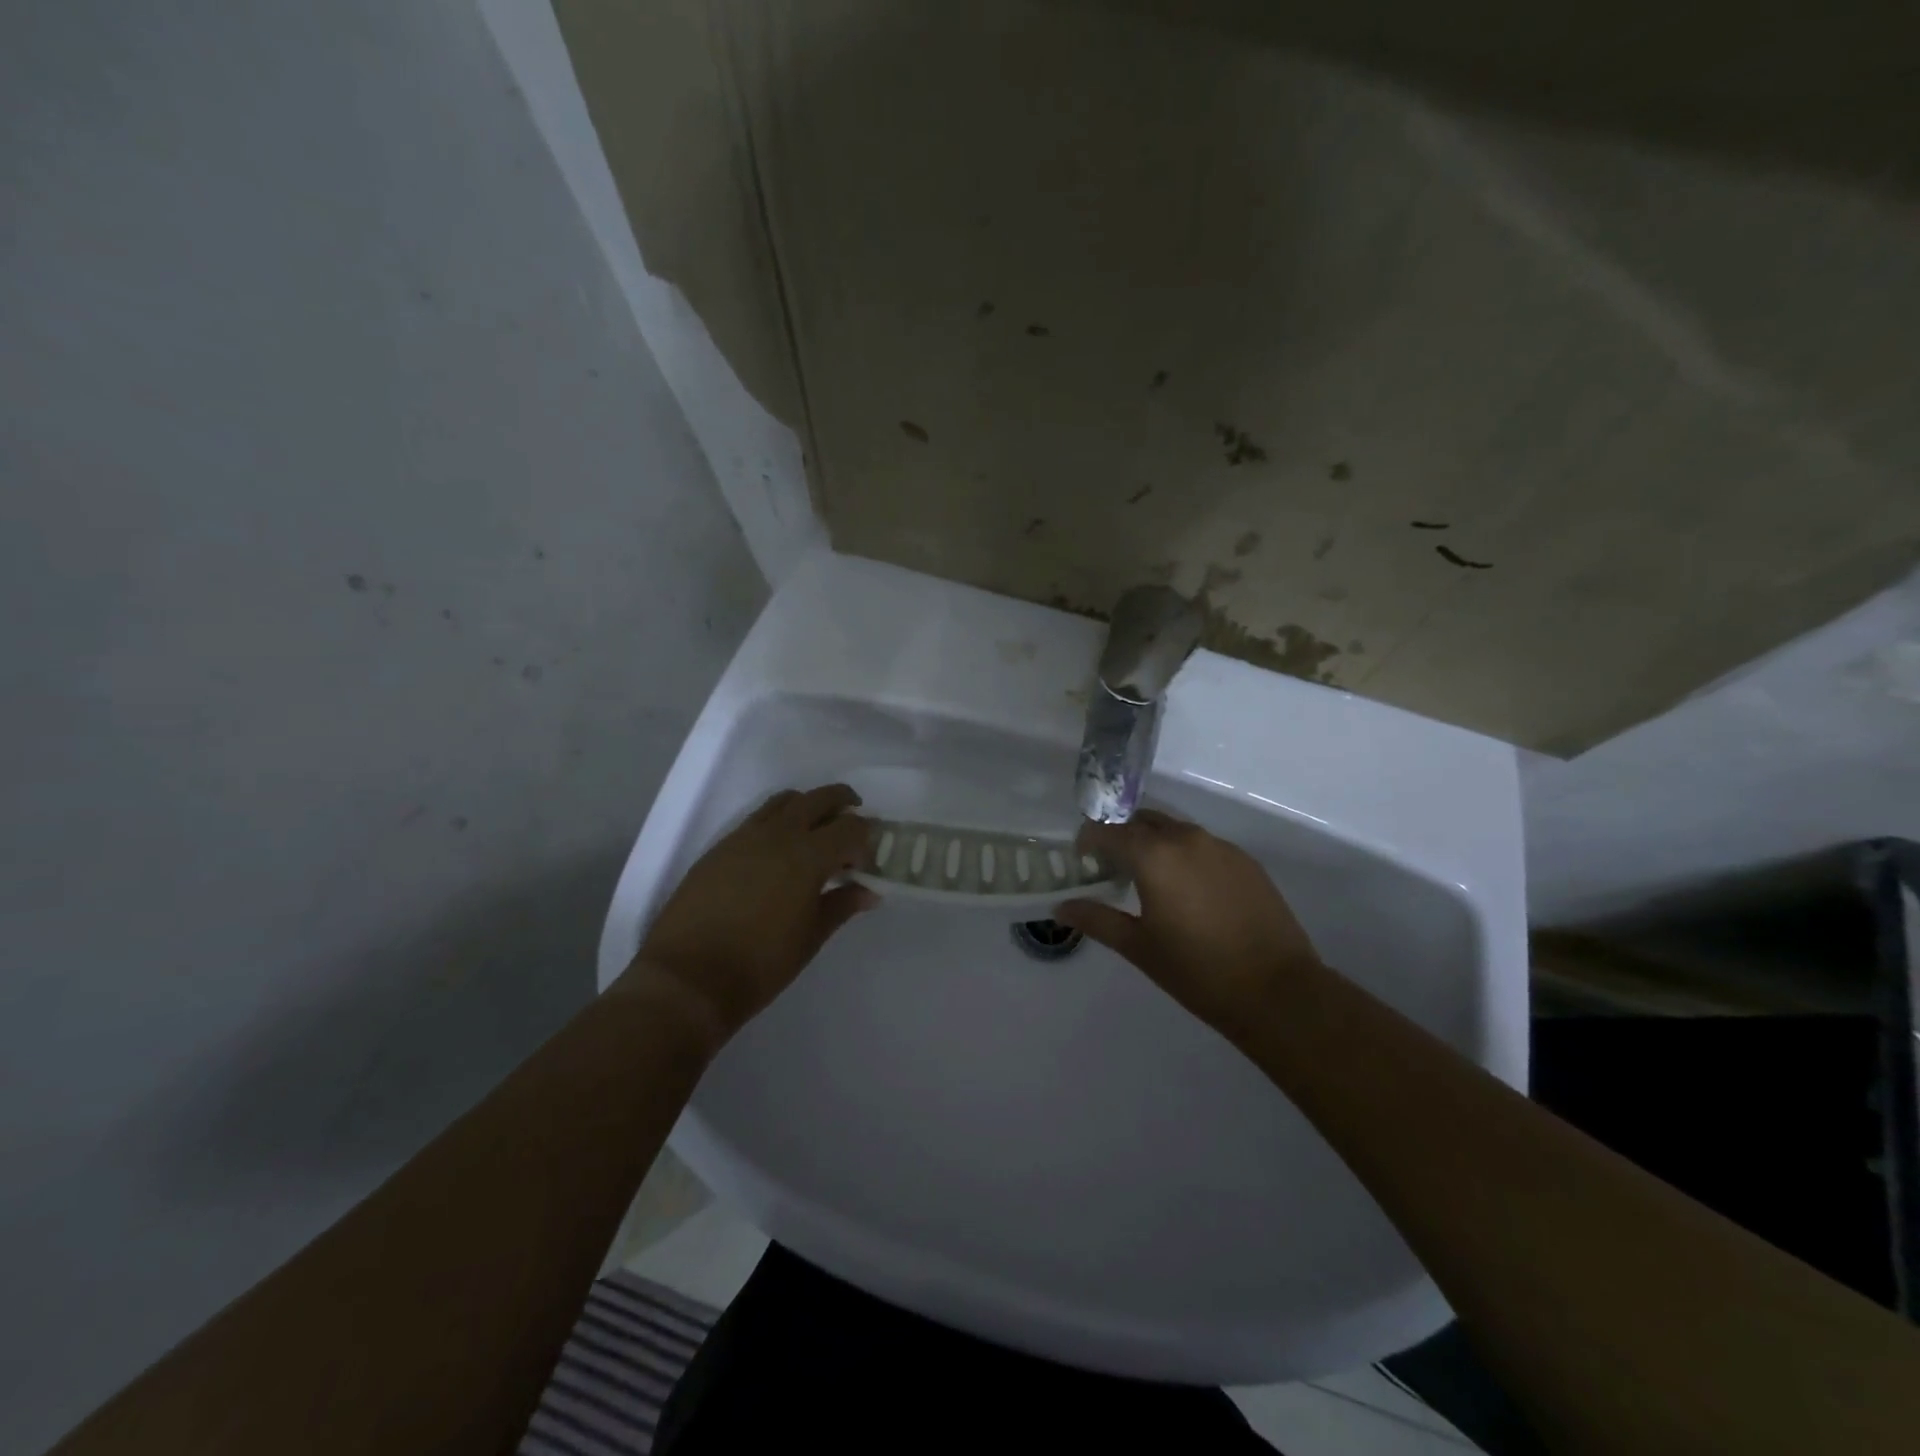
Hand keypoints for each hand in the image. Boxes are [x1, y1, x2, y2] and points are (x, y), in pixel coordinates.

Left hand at [626, 784, 875, 1041]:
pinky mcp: (720, 847)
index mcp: (807, 856)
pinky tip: (778, 850)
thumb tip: (868, 892)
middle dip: (842, 803)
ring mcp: (744, 837)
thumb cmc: (760, 964)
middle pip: (818, 799)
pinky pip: (757, 818)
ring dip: (807, 806)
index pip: (850, 828)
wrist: (687, 979)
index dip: (865, 840)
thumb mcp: (810, 938)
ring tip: (816, 830)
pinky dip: (778, 820)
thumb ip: (841, 906)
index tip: (865, 864)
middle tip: (854, 820)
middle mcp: (778, 835)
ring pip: (784, 801)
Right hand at [1055, 810, 1325, 1042]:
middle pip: (1143, 822)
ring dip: (1155, 844)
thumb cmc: (1197, 971)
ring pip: (1175, 831)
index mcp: (1154, 856)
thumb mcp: (1139, 947)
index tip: (1081, 857)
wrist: (1277, 990)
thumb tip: (1061, 907)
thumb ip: (1097, 919)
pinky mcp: (1246, 861)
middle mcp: (1186, 839)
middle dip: (1122, 837)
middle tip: (1112, 866)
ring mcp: (1220, 847)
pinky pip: (1203, 846)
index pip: (1109, 831)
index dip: (1089, 840)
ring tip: (1149, 878)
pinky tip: (1188, 889)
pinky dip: (1185, 855)